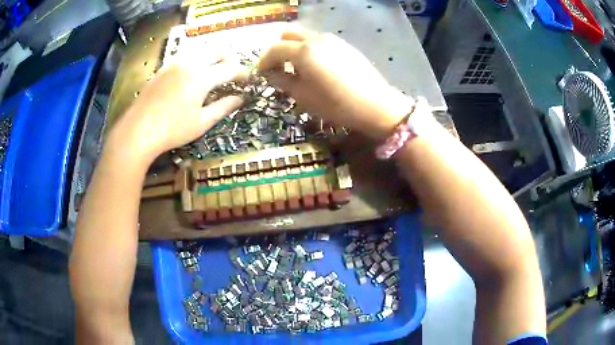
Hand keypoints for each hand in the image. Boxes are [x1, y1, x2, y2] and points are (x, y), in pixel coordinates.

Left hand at [110, 59, 245, 162]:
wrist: (138, 130)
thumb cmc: (172, 129)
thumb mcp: (202, 122)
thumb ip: (224, 107)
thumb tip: (240, 99)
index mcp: (203, 77)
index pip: (230, 68)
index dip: (242, 73)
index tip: (247, 81)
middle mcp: (191, 63)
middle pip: (217, 50)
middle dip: (229, 58)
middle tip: (232, 73)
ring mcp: (175, 63)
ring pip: (201, 49)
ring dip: (212, 56)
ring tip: (214, 71)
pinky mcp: (164, 67)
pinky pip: (186, 55)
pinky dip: (196, 59)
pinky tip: (192, 74)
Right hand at [258, 29, 414, 140]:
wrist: (375, 105)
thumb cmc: (336, 104)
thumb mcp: (303, 96)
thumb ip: (283, 80)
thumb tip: (270, 73)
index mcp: (303, 51)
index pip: (274, 49)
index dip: (264, 61)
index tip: (262, 73)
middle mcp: (316, 39)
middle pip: (288, 34)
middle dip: (278, 49)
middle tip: (278, 67)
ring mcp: (333, 40)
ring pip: (305, 35)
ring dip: (294, 47)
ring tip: (297, 67)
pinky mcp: (345, 45)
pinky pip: (319, 40)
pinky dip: (309, 48)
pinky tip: (315, 66)